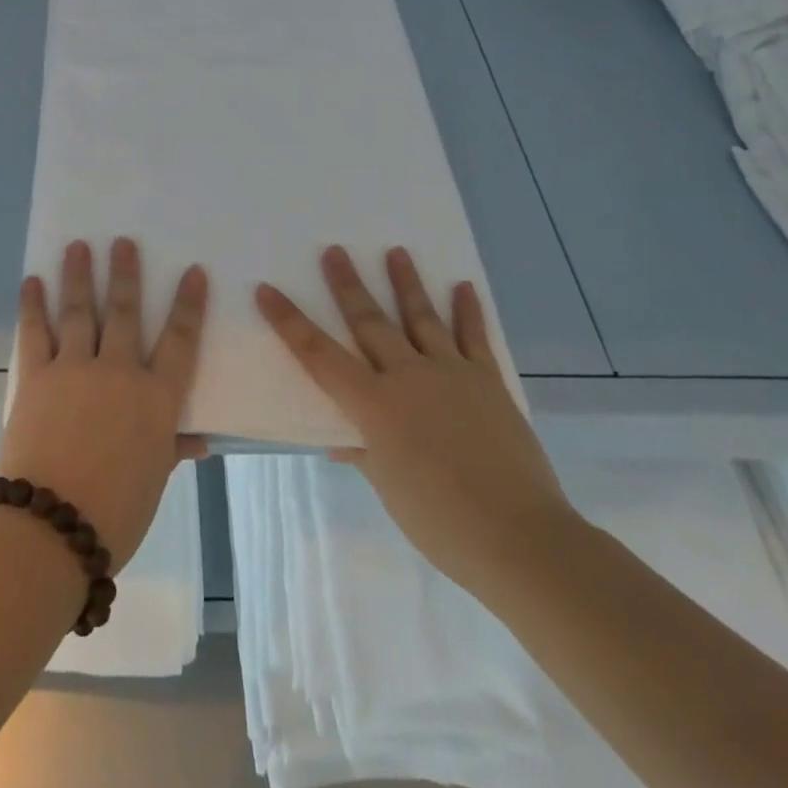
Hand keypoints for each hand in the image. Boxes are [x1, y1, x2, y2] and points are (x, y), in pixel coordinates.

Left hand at [0, 238, 207, 571]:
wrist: (52, 528)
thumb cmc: (115, 513)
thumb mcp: (153, 480)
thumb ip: (171, 449)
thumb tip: (198, 441)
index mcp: (155, 399)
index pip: (180, 341)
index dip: (189, 305)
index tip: (193, 272)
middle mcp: (119, 372)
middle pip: (126, 312)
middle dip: (126, 274)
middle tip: (123, 241)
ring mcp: (75, 369)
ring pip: (81, 311)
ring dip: (79, 275)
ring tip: (78, 246)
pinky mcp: (37, 377)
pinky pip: (35, 332)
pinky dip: (33, 305)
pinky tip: (32, 282)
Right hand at [256, 245, 574, 596]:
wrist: (519, 537)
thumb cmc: (440, 521)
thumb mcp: (389, 489)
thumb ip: (364, 453)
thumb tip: (341, 442)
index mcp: (374, 405)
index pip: (319, 355)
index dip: (289, 321)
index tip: (268, 291)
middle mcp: (408, 377)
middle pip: (369, 321)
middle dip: (348, 285)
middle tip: (335, 250)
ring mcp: (451, 373)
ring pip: (421, 317)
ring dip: (406, 282)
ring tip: (396, 250)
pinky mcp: (487, 381)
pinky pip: (474, 337)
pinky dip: (468, 311)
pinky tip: (463, 286)